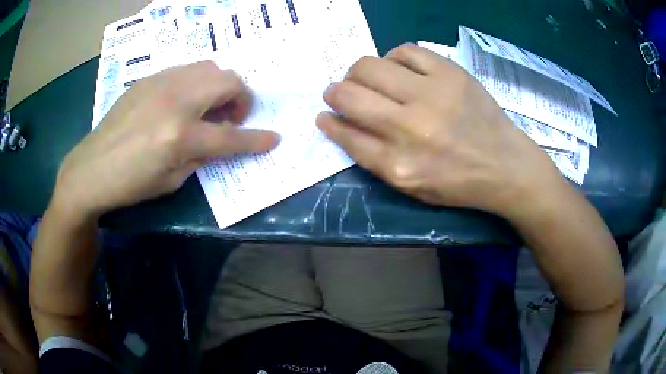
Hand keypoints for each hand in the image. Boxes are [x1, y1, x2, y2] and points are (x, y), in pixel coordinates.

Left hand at [53, 61, 278, 218]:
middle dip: (242, 99)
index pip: (230, 136)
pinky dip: (198, 82)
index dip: (256, 139)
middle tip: (233, 118)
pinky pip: (186, 69)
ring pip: (210, 67)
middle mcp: (175, 100)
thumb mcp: (171, 181)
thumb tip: (219, 142)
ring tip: (210, 106)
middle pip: (228, 82)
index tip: (273, 139)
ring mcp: (161, 83)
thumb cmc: (130, 184)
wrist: (91, 168)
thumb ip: (201, 156)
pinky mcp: (149, 79)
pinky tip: (185, 101)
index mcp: (179, 135)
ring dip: (221, 86)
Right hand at [317, 44, 563, 217]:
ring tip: (373, 80)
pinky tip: (400, 69)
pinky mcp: (451, 73)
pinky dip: (394, 58)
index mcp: (399, 165)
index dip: (329, 122)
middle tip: (344, 92)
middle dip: (336, 91)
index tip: (325, 114)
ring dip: (360, 72)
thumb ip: (372, 156)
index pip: (346, 135)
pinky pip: (405, 51)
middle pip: (350, 94)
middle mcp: (410, 128)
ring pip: (370, 65)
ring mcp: (432, 95)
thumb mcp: (411, 185)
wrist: (505, 165)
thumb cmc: (457, 182)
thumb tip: (338, 122)